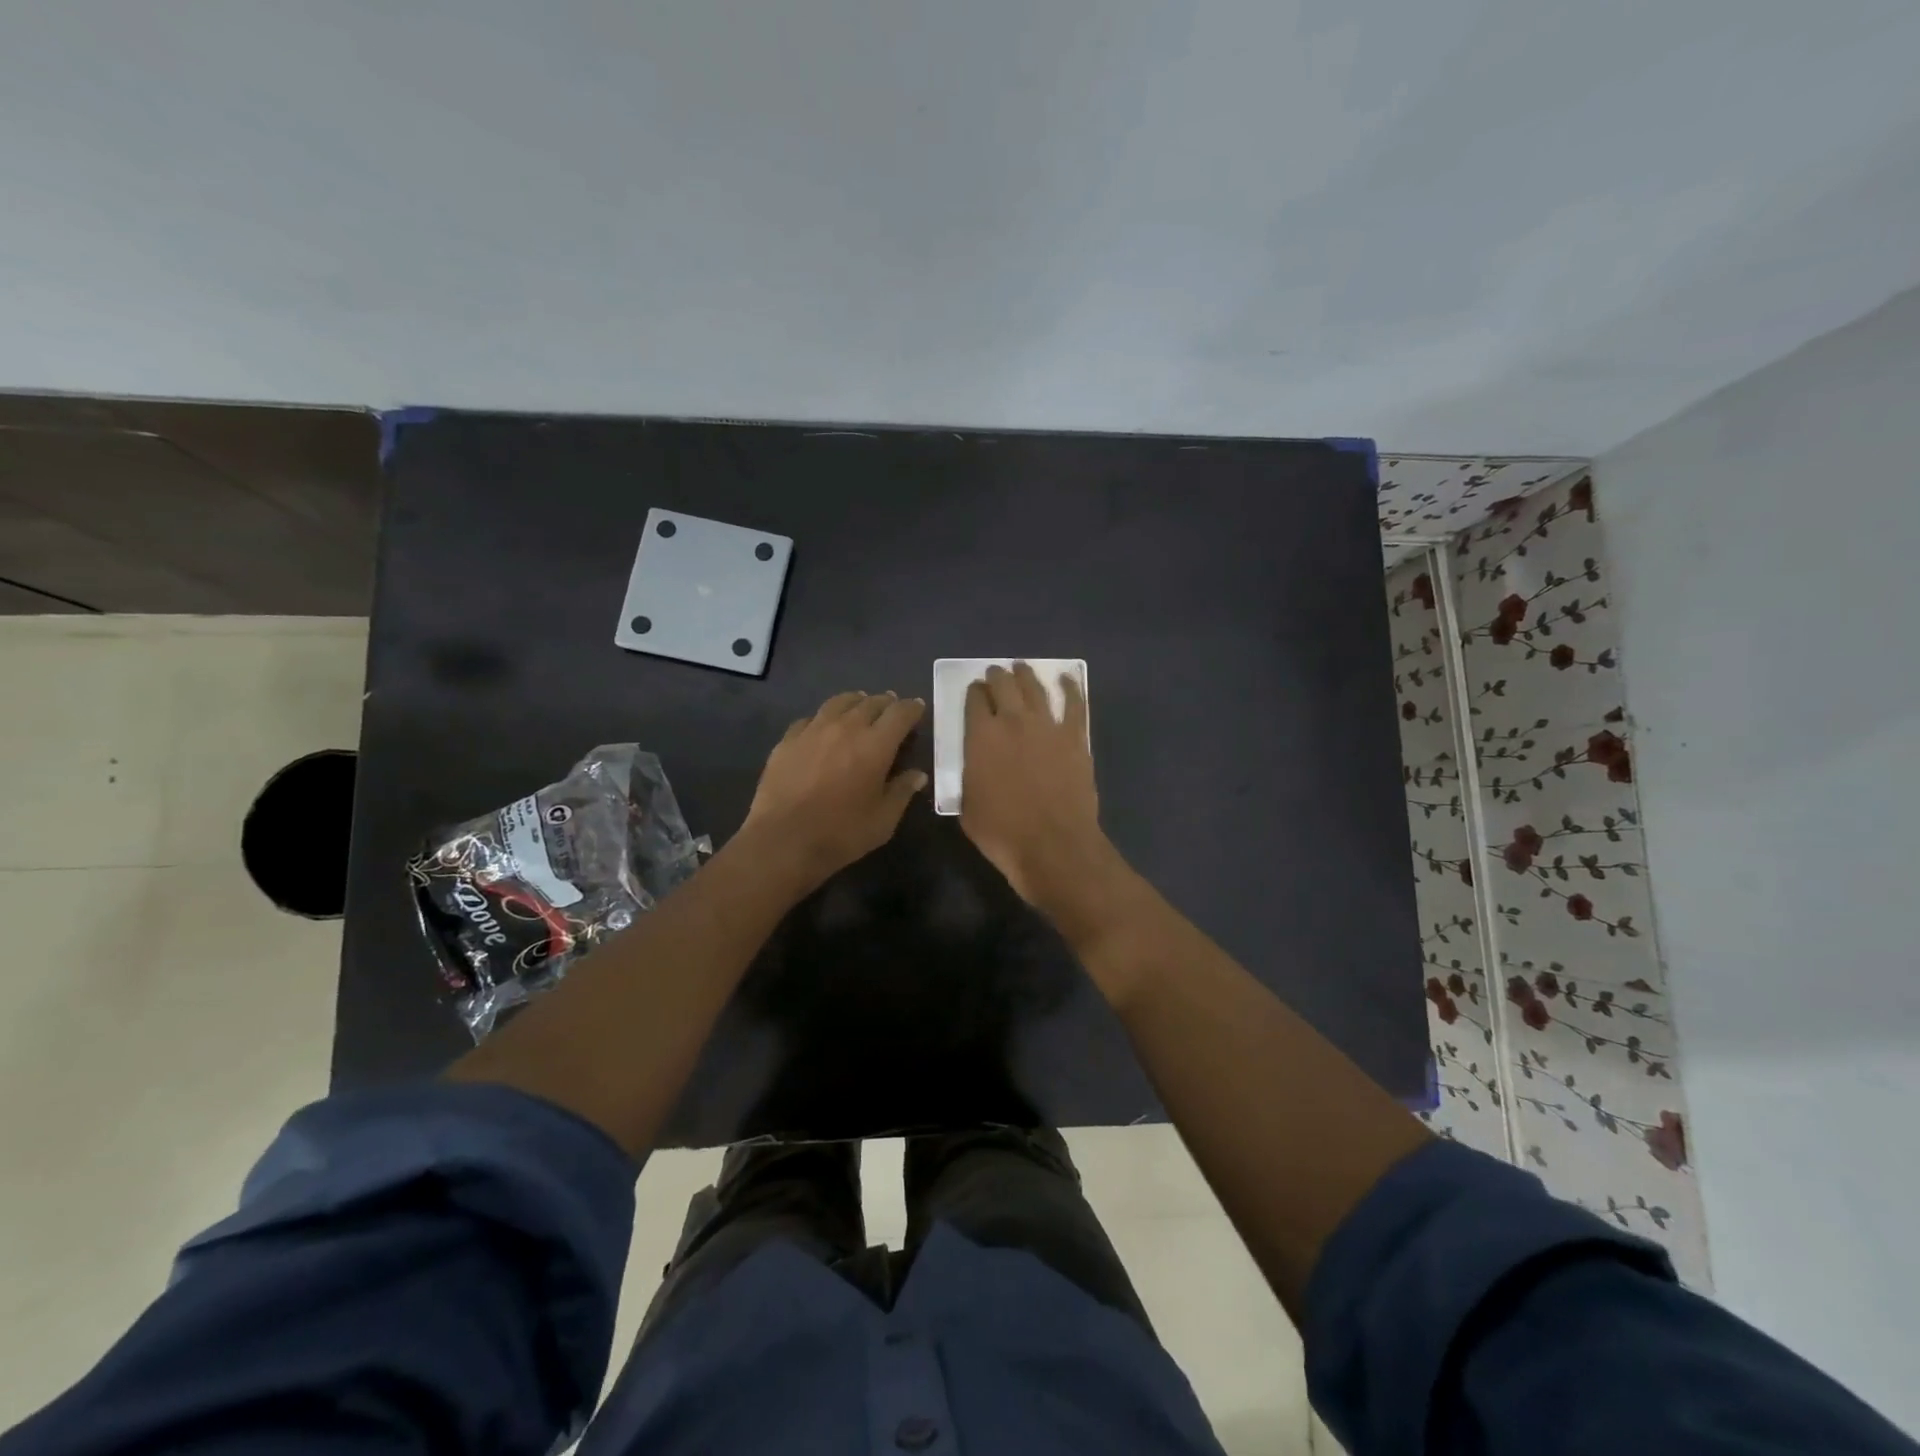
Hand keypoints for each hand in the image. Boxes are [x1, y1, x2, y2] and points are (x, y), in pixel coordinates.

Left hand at [739, 690, 927, 890]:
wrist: (782, 841)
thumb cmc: (841, 833)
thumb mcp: (883, 820)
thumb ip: (902, 792)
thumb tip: (917, 775)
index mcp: (876, 745)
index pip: (900, 713)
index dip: (912, 708)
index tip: (918, 709)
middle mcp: (846, 727)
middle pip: (871, 703)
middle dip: (886, 703)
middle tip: (891, 709)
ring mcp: (813, 730)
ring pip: (839, 702)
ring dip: (856, 702)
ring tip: (860, 707)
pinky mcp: (788, 740)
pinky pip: (811, 718)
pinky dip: (824, 718)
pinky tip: (823, 728)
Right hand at [960, 663, 1129, 928]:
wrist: (1053, 845)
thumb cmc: (1002, 832)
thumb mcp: (967, 806)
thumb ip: (969, 775)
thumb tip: (974, 764)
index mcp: (981, 736)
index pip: (974, 701)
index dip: (973, 693)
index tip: (975, 692)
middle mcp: (1013, 721)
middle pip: (1004, 685)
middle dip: (996, 677)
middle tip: (995, 674)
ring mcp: (1048, 726)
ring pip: (1035, 688)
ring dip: (1025, 675)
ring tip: (1021, 668)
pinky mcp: (1075, 737)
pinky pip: (1074, 704)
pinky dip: (1070, 688)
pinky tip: (1067, 679)